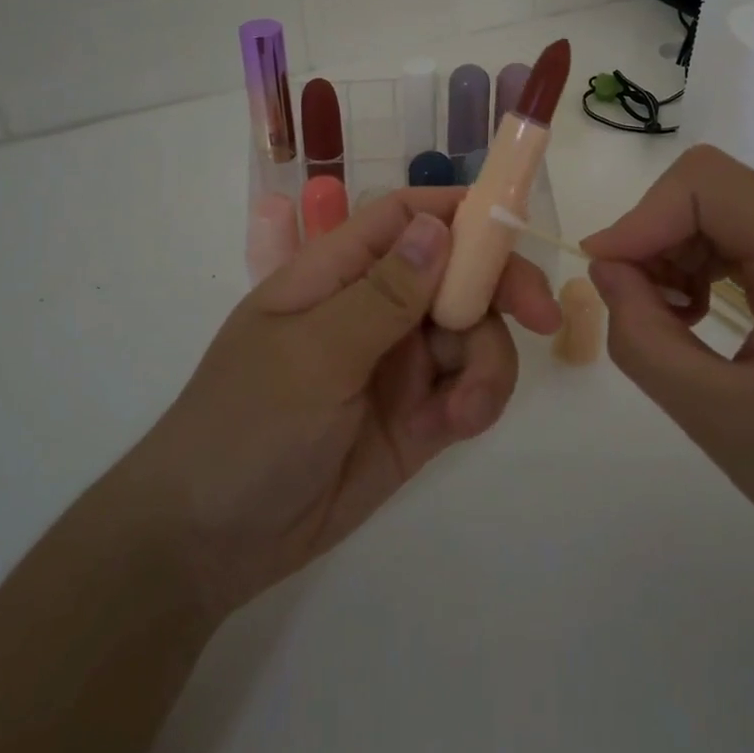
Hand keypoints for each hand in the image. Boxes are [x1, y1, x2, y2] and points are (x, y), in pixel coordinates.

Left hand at [125, 189, 560, 617]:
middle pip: (457, 273)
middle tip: (543, 316)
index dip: (462, 211)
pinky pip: (468, 390)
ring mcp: (399, 364)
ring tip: (466, 408)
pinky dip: (478, 400)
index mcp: (338, 273)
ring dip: (487, 363)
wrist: (211, 542)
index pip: (407, 217)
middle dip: (502, 288)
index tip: (518, 223)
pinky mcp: (418, 417)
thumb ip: (382, 294)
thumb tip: (439, 226)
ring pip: (473, 335)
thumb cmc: (246, 425)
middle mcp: (376, 308)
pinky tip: (459, 424)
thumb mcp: (313, 354)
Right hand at [580, 145, 753, 576]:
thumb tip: (606, 271)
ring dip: (679, 253)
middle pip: (716, 192)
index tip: (604, 274)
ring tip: (669, 320)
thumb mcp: (717, 419)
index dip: (641, 218)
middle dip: (658, 237)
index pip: (706, 184)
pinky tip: (701, 318)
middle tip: (636, 306)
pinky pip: (753, 243)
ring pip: (730, 213)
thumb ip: (644, 339)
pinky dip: (708, 267)